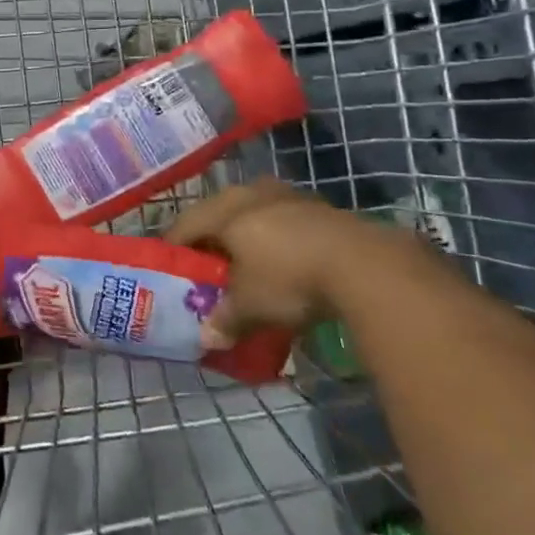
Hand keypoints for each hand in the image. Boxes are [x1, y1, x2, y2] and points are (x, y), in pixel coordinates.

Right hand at [166, 178, 408, 347]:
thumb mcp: (252, 307)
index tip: (169, 266)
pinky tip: (283, 256)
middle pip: (217, 213)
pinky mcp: (318, 204)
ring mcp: (286, 195)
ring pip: (252, 210)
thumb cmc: (289, 279)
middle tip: (206, 264)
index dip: (173, 247)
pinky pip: (281, 217)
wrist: (365, 264)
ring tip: (245, 259)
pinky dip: (275, 234)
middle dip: (210, 237)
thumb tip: (206, 340)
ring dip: (245, 232)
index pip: (184, 225)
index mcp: (223, 211)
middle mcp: (249, 194)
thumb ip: (225, 320)